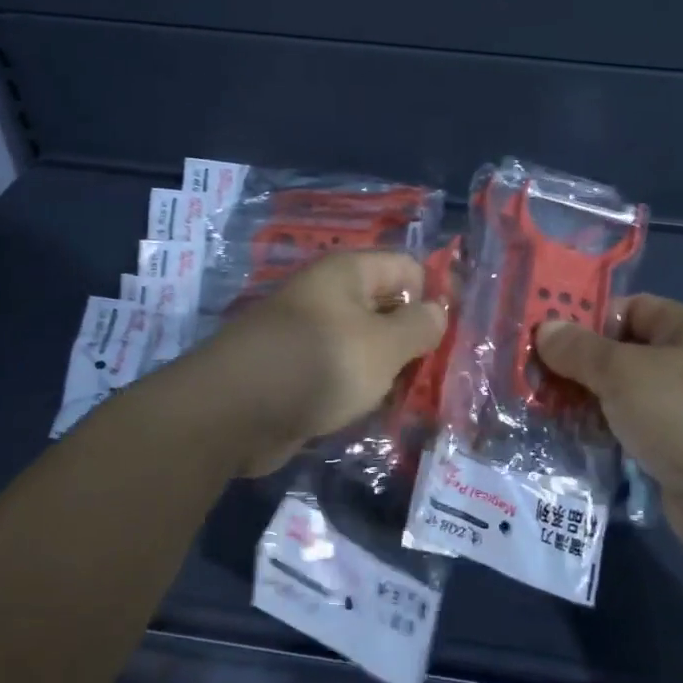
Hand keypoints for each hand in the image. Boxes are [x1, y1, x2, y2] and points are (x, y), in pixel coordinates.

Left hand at [197, 251, 447, 475]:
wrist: (233, 412)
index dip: (433, 297)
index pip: (408, 268)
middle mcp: (329, 296)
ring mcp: (311, 335)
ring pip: (366, 346)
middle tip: (436, 377)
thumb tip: (437, 310)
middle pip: (387, 308)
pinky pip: (342, 372)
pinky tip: (377, 414)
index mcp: (348, 272)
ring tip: (412, 402)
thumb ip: (419, 326)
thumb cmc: (318, 364)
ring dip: (389, 372)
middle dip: (413, 341)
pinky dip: (360, 390)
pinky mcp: (299, 371)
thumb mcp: (383, 345)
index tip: (449, 339)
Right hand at [537, 296, 682, 552]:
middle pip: (622, 354)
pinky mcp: (681, 452)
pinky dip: (604, 435)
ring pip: (623, 397)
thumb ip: (579, 349)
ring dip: (586, 404)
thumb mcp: (623, 372)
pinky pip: (633, 433)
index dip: (586, 318)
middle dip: (578, 366)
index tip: (543, 337)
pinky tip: (569, 441)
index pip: (628, 308)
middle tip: (532, 379)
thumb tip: (544, 328)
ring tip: (540, 412)